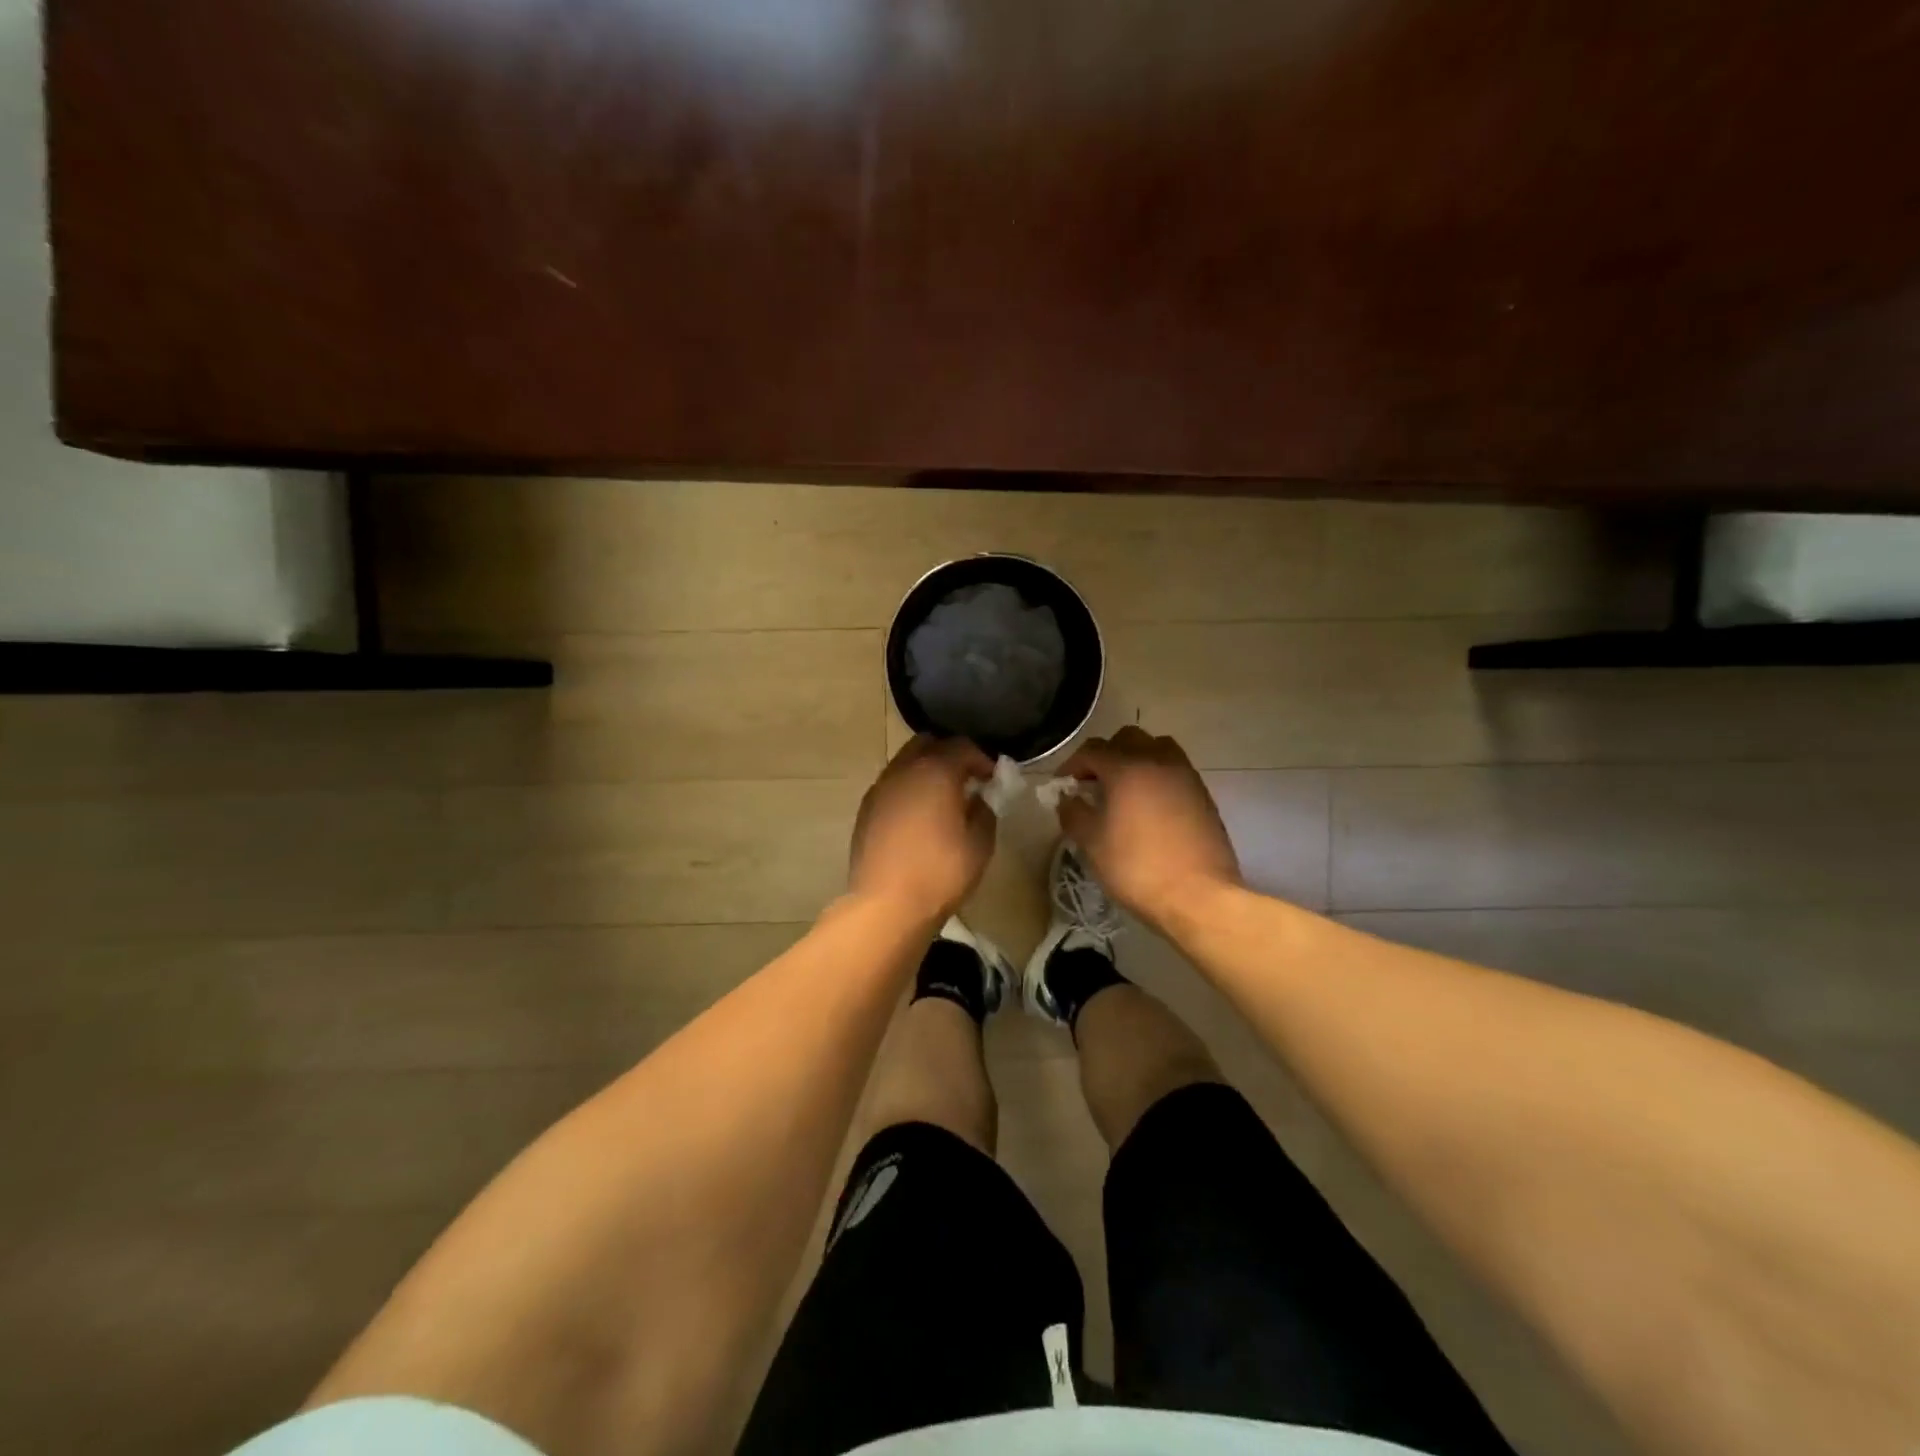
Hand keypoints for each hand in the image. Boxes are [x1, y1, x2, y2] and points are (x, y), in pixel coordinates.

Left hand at [849, 735, 996, 921]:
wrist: (887, 905)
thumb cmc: (940, 872)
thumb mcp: (980, 844)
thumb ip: (984, 812)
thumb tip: (977, 799)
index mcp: (935, 771)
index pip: (961, 746)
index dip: (981, 758)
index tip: (992, 777)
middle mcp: (903, 770)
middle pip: (927, 743)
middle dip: (948, 754)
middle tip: (966, 777)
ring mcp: (880, 789)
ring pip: (905, 762)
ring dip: (925, 770)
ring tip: (942, 797)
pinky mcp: (866, 810)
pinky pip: (891, 785)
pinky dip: (908, 788)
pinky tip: (918, 815)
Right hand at [1057, 727, 1240, 929]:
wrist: (1198, 896)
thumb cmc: (1137, 867)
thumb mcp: (1092, 843)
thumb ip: (1073, 813)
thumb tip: (1068, 798)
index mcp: (1127, 768)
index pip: (1092, 750)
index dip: (1072, 765)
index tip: (1063, 785)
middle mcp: (1158, 760)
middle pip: (1127, 738)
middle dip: (1106, 755)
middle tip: (1093, 783)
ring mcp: (1185, 775)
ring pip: (1156, 747)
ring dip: (1136, 759)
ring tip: (1124, 789)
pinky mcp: (1202, 794)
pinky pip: (1174, 769)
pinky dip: (1157, 775)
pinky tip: (1149, 805)